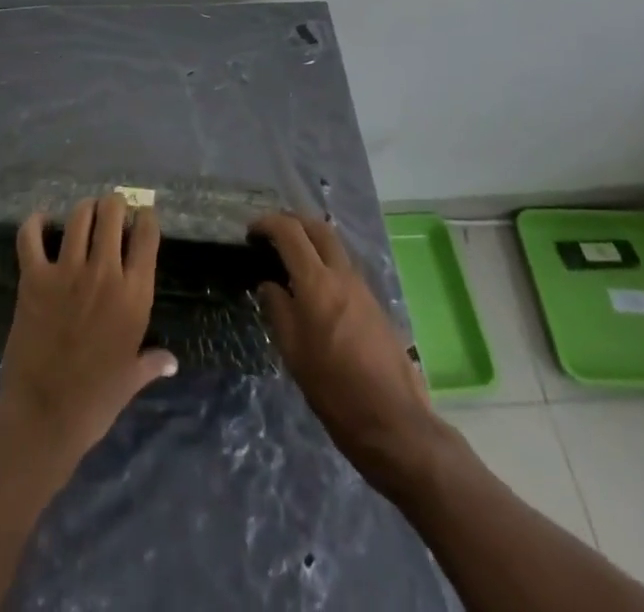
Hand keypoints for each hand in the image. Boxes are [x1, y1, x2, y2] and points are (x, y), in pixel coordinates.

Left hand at [0, 195, 177, 464]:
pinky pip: (31, 236)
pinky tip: (41, 222)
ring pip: (79, 217)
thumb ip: (152, 362)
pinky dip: (35, 223)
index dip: (145, 218)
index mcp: (135, 294)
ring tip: (84, 215)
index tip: (142, 218)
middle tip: (111, 211)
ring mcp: (68, 272)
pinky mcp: (35, 278)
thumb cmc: (96, 400)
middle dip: (114, 206)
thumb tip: (172, 363)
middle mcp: (105, 273)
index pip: (147, 235)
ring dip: (84, 210)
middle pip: (112, 213)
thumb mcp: (131, 379)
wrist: (44, 415)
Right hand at [252, 213, 441, 491]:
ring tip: (290, 259)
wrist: (393, 421)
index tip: (251, 232)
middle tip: (271, 235)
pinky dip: (325, 260)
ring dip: (311, 239)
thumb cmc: (334, 390)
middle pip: (317, 227)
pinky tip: (314, 287)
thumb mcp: (293, 353)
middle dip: (292, 221)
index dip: (267, 223)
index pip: (290, 232)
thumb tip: (269, 284)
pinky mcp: (374, 302)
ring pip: (335, 244)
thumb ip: (278, 310)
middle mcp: (342, 274)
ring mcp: (363, 286)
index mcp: (317, 283)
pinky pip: (345, 266)